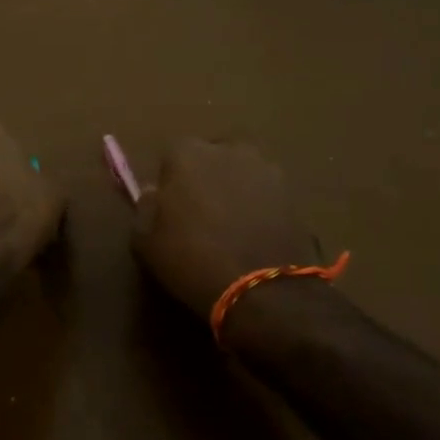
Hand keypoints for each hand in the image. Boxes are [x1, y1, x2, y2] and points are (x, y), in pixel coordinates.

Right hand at [133, 139, 319, 328]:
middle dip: (207, 176)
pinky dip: (261, 206)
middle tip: (202, 211)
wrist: (263, 289)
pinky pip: (267, 193)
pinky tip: (256, 234)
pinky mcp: (294, 193)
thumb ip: (146, 209)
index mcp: (188, 154)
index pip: (172, 153)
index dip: (170, 179)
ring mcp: (267, 168)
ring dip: (236, 188)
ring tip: (232, 224)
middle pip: (212, 155)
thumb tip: (154, 193)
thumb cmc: (193, 260)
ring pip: (243, 171)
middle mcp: (229, 149)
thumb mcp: (147, 243)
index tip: (170, 205)